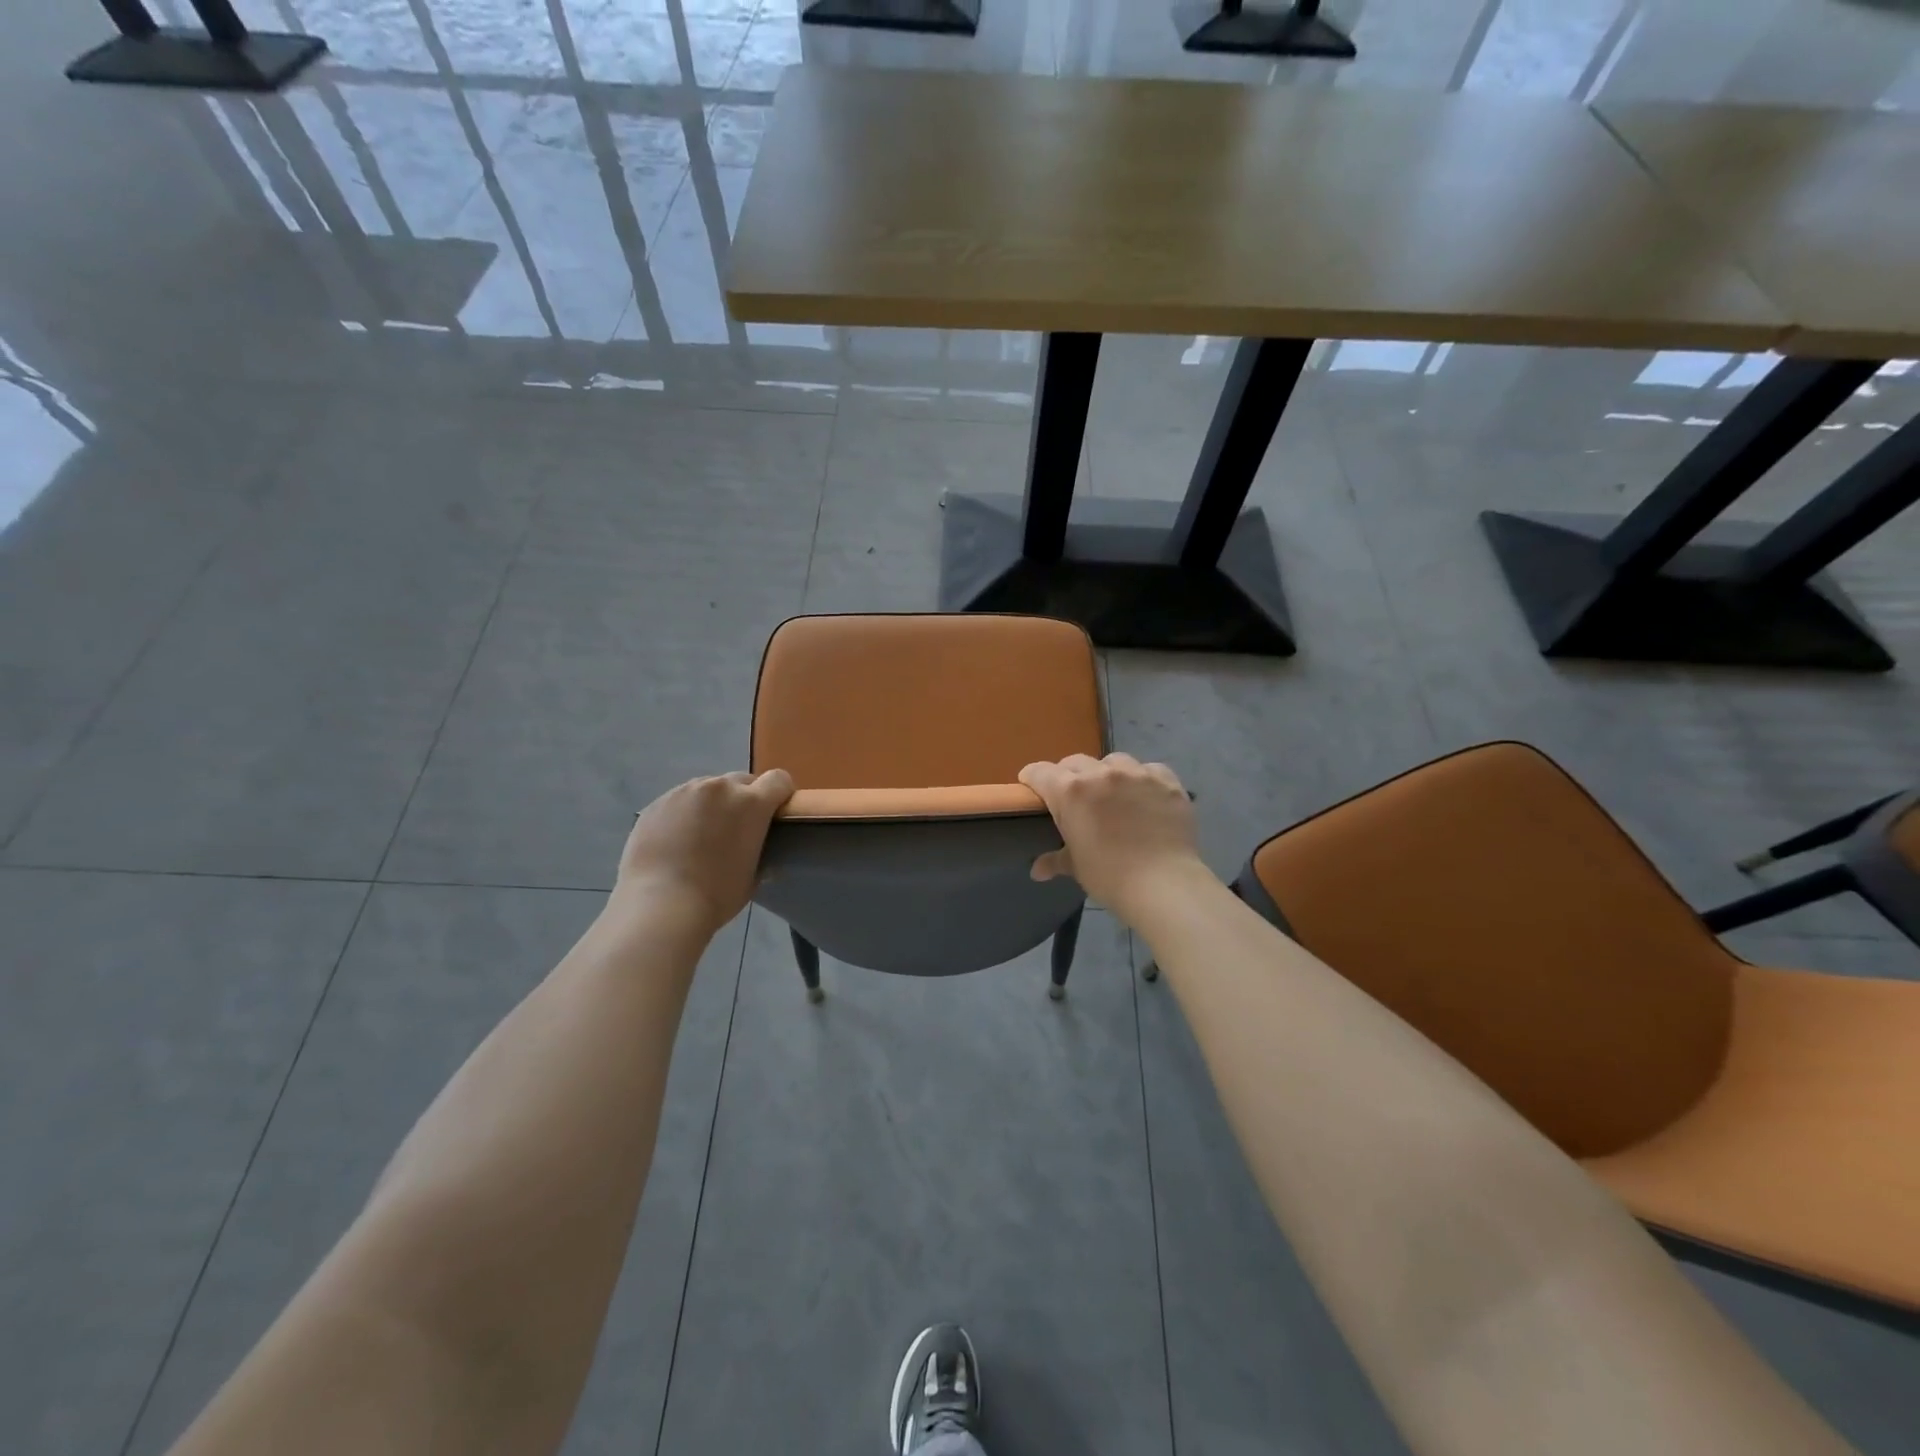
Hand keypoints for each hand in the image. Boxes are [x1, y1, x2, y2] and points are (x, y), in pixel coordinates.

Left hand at [615, 770, 794, 933]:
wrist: (660, 905)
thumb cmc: (717, 895)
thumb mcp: (753, 876)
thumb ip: (761, 854)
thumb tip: (762, 855)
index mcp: (751, 803)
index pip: (779, 779)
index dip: (780, 794)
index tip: (775, 813)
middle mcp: (720, 788)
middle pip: (742, 781)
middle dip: (744, 799)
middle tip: (736, 829)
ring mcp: (685, 792)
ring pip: (708, 789)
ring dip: (712, 804)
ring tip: (701, 835)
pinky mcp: (657, 803)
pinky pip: (680, 801)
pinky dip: (684, 814)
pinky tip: (675, 841)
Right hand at [1017, 754, 1205, 920]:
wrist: (1164, 884)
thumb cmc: (1110, 877)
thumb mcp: (1077, 867)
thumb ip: (1056, 860)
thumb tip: (1037, 871)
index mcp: (1070, 792)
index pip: (1040, 772)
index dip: (1032, 779)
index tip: (1032, 788)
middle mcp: (1101, 773)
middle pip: (1075, 762)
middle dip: (1069, 775)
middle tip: (1073, 797)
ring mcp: (1136, 774)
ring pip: (1113, 761)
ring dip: (1106, 773)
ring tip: (1112, 794)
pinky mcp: (1166, 781)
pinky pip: (1148, 770)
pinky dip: (1142, 779)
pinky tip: (1145, 797)